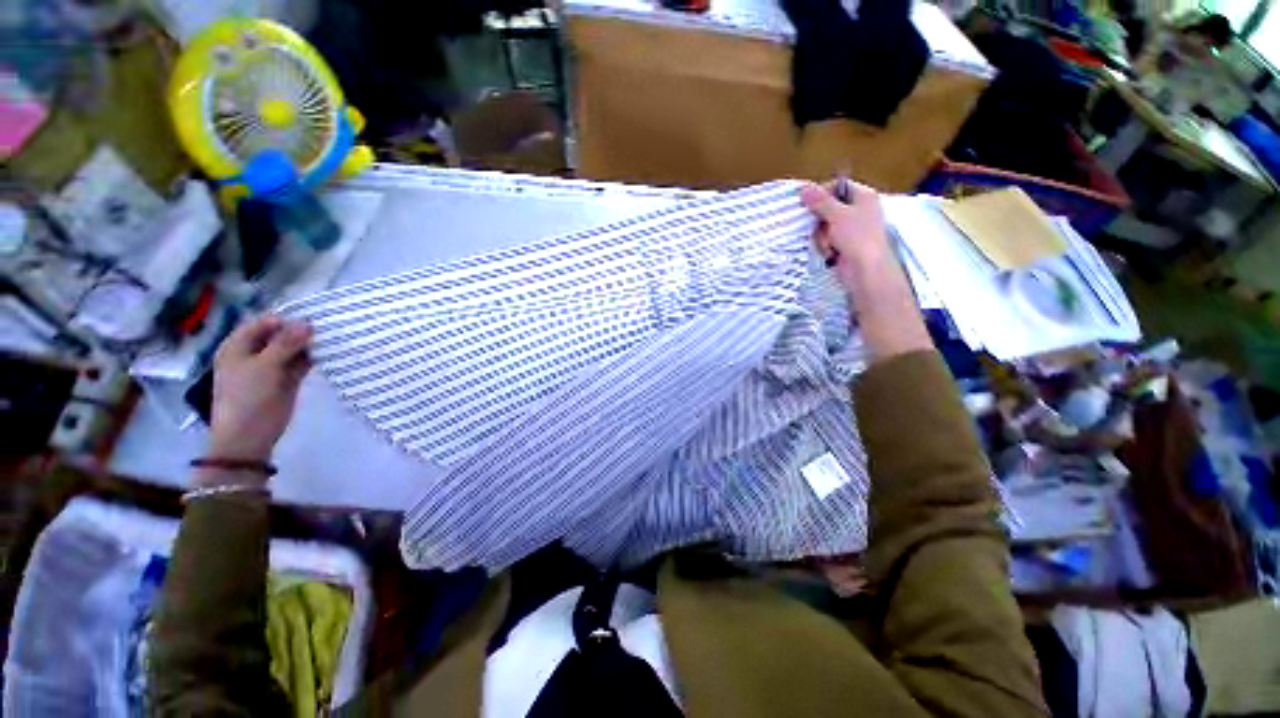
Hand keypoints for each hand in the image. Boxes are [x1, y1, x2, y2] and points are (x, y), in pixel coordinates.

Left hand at [206, 315, 311, 467]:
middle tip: (321, 329)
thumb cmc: (248, 401)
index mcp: (237, 345)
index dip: (286, 319)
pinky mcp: (276, 392)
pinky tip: (320, 358)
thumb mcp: (266, 367)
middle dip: (296, 333)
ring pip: (285, 354)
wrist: (245, 449)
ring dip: (302, 348)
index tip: (309, 319)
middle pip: (275, 337)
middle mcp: (249, 356)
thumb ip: (287, 342)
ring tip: (325, 342)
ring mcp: (263, 375)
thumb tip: (308, 323)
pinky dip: (304, 364)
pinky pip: (291, 371)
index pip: (265, 322)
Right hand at [800, 180, 894, 293]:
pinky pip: (829, 239)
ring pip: (827, 224)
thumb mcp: (836, 213)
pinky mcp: (848, 246)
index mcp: (864, 196)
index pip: (838, 185)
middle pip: (830, 206)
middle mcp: (861, 210)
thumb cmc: (858, 237)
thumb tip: (804, 187)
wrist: (868, 273)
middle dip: (821, 218)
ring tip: (829, 243)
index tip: (810, 201)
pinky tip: (831, 253)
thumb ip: (819, 199)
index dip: (823, 192)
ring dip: (823, 234)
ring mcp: (855, 230)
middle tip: (818, 223)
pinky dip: (827, 245)